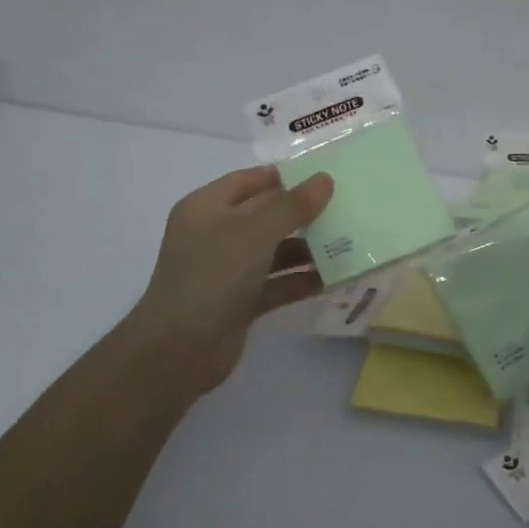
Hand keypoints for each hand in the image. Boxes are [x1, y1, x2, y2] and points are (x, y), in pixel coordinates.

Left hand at [127, 166, 334, 397]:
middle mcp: (216, 234)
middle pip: (266, 215)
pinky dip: (302, 279)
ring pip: (275, 251)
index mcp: (208, 207)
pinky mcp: (241, 302)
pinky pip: (277, 283)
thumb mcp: (255, 232)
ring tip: (350, 242)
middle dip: (303, 213)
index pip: (250, 181)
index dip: (286, 177)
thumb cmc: (213, 275)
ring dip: (308, 248)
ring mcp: (228, 270)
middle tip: (347, 208)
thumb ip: (292, 205)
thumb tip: (325, 179)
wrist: (179, 350)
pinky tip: (336, 277)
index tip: (325, 178)